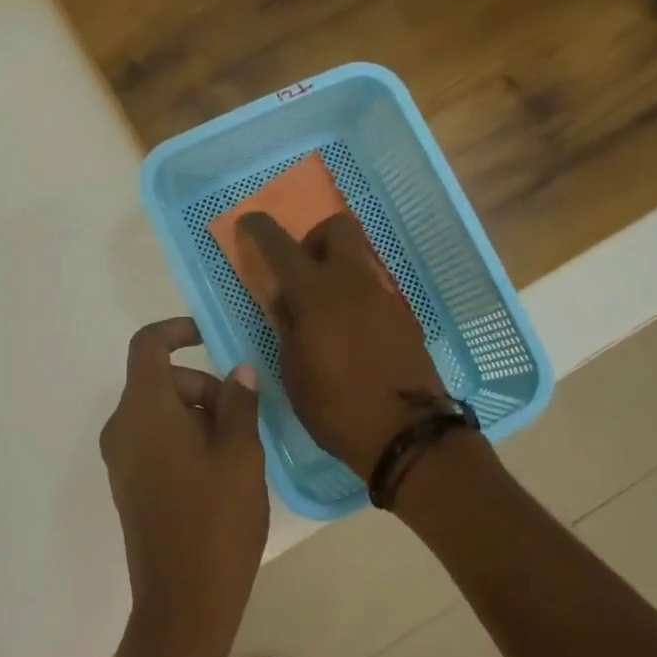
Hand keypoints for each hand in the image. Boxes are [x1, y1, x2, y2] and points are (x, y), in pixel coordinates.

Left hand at [99, 318, 267, 648]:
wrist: (184, 601)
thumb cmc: (216, 520)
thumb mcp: (241, 454)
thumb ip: (239, 403)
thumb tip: (238, 373)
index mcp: (144, 410)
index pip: (148, 345)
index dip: (178, 330)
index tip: (212, 337)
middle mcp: (122, 428)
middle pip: (159, 380)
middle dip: (202, 385)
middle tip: (244, 416)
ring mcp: (122, 459)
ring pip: (159, 412)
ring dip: (198, 414)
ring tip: (239, 448)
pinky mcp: (129, 485)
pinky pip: (154, 440)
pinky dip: (184, 437)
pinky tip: (220, 470)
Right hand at [238, 212, 446, 477]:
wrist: (406, 434)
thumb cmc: (336, 408)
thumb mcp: (294, 372)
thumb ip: (286, 326)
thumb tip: (284, 297)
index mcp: (316, 294)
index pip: (282, 246)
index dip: (261, 229)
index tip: (249, 222)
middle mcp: (352, 283)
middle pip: (336, 229)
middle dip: (313, 239)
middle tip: (300, 273)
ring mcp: (382, 296)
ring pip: (356, 258)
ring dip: (335, 268)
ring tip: (322, 310)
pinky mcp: (402, 315)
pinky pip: (372, 288)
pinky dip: (354, 294)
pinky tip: (348, 330)